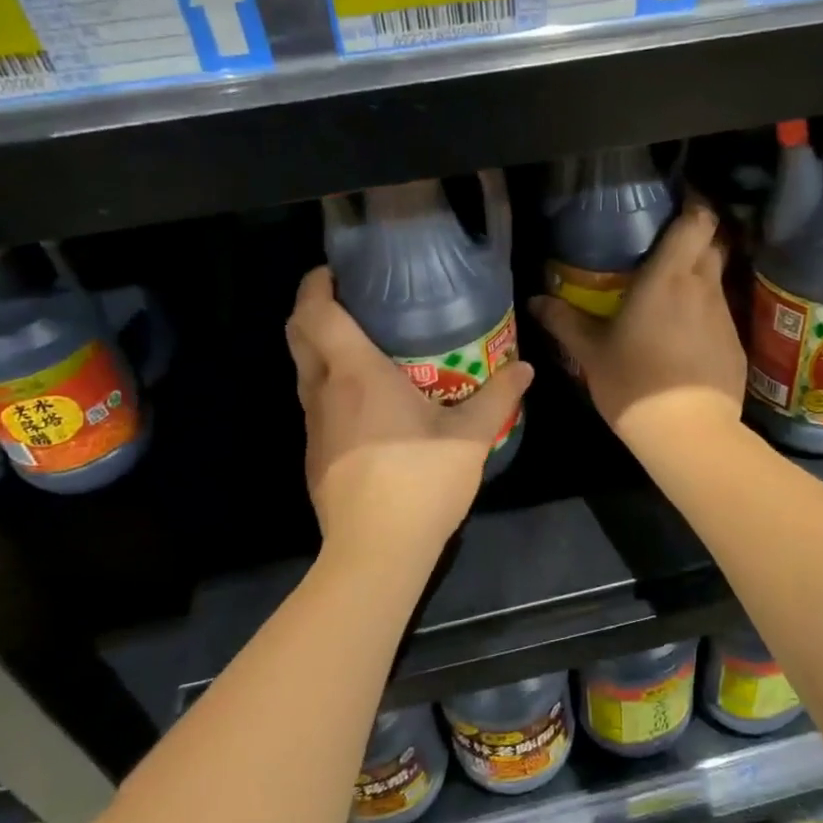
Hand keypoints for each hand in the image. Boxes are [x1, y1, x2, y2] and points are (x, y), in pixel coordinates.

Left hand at [287, 267, 533, 560]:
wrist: (376, 551)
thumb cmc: (421, 480)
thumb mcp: (471, 436)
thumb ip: (500, 395)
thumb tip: (524, 367)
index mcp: (356, 373)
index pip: (316, 312)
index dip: (316, 284)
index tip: (334, 271)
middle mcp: (324, 391)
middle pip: (298, 335)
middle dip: (312, 309)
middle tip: (350, 301)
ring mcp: (314, 425)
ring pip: (304, 371)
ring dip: (321, 349)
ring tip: (363, 346)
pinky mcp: (314, 454)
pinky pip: (315, 403)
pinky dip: (330, 385)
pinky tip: (367, 402)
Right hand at [530, 204, 744, 454]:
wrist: (687, 431)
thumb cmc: (634, 381)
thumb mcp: (590, 352)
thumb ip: (564, 321)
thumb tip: (536, 301)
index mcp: (668, 276)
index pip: (698, 220)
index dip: (694, 204)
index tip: (677, 203)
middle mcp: (703, 286)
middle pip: (714, 243)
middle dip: (696, 236)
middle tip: (667, 245)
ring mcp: (725, 315)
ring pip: (717, 279)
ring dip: (699, 277)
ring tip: (672, 292)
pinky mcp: (736, 344)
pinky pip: (721, 314)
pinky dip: (705, 313)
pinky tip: (685, 336)